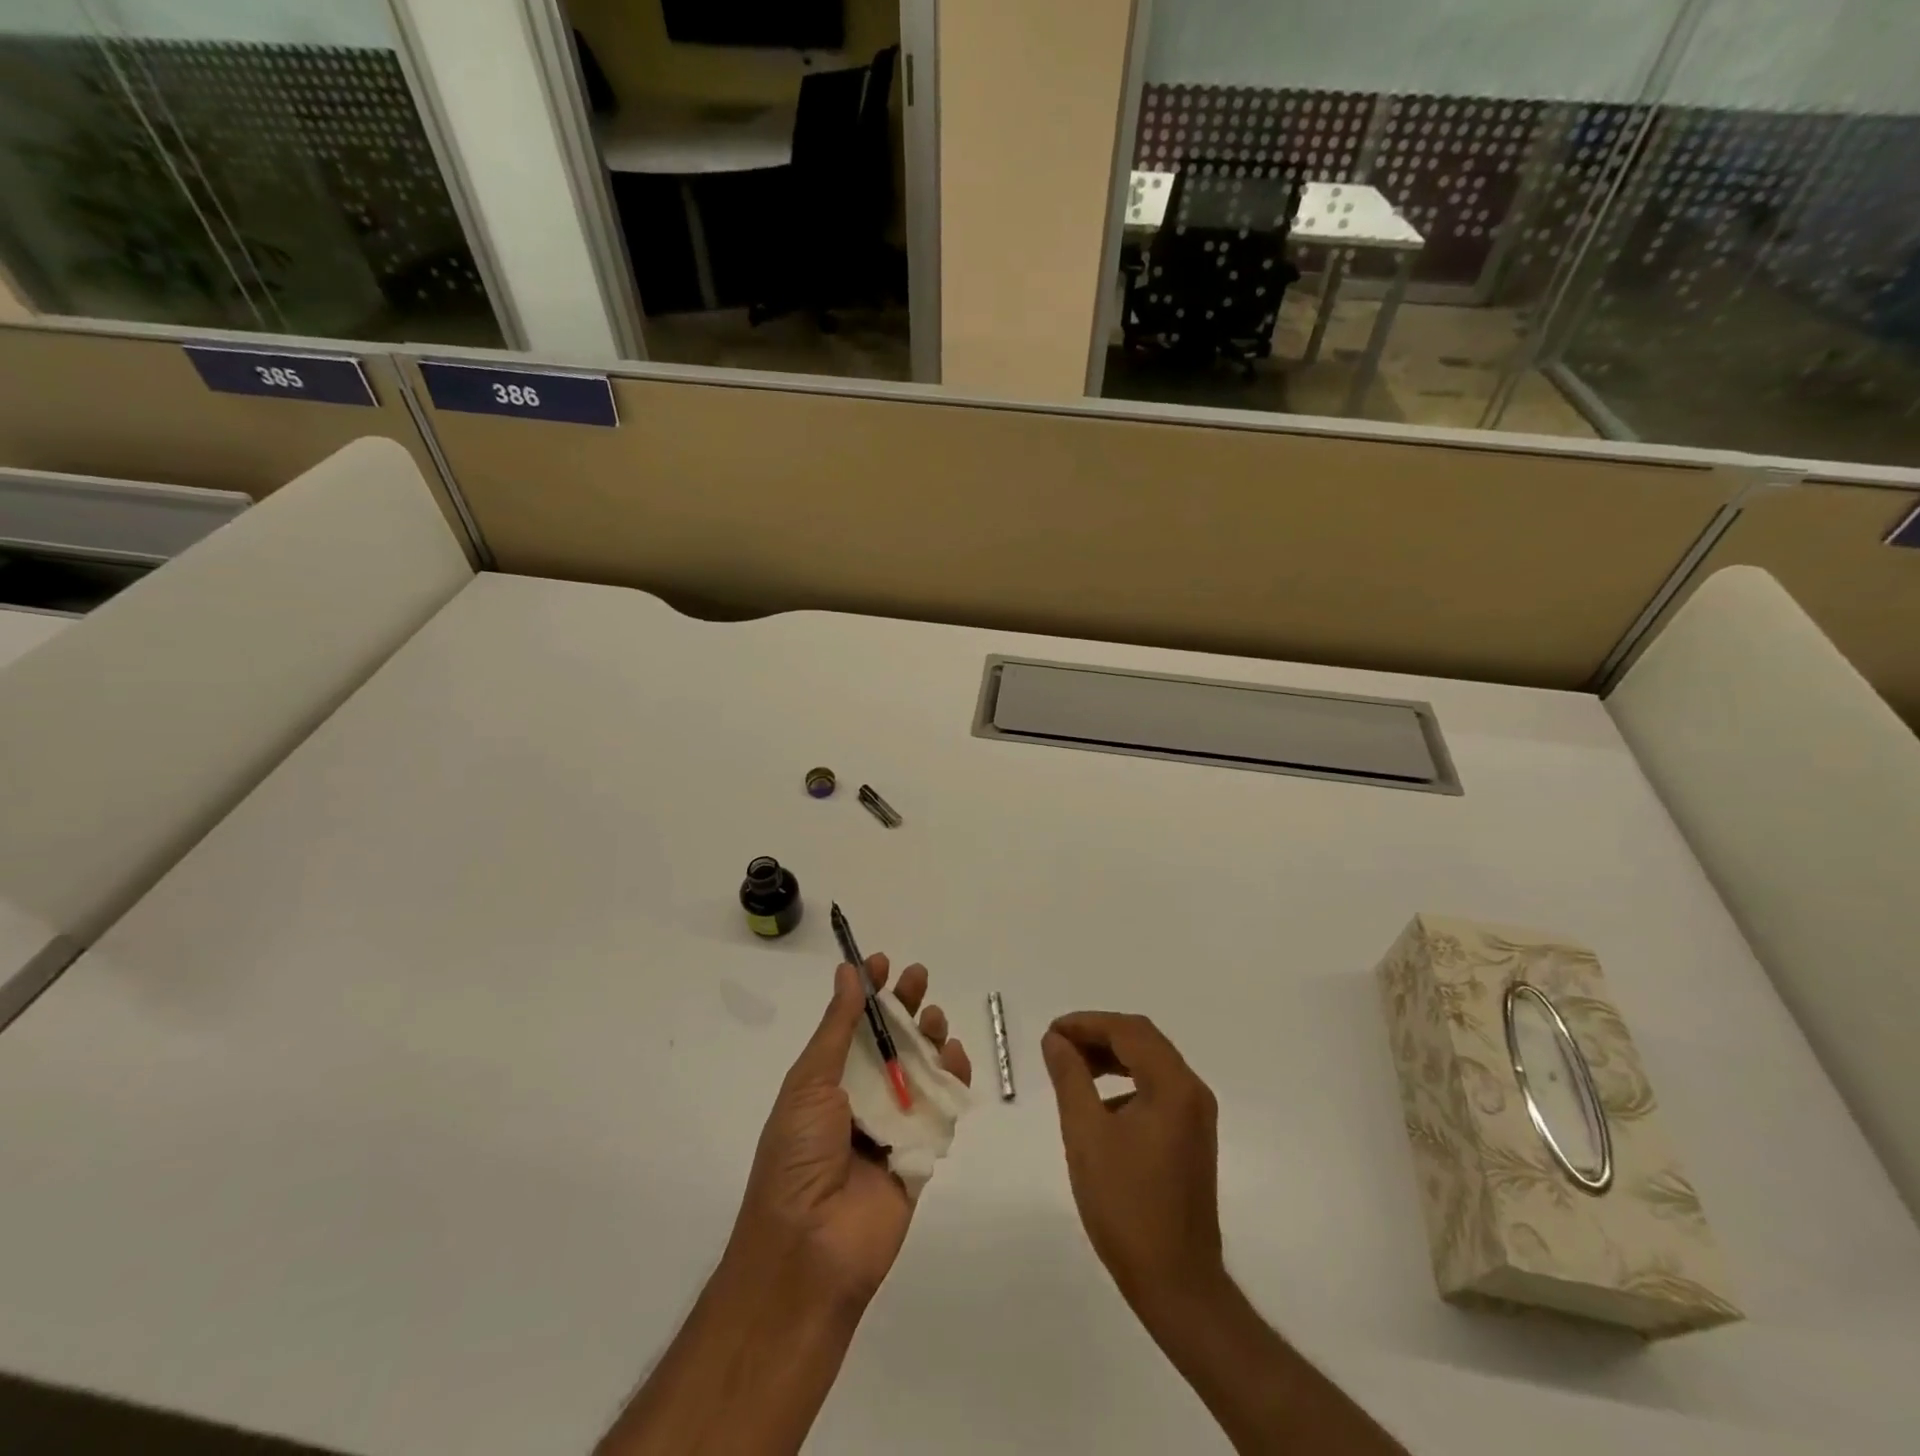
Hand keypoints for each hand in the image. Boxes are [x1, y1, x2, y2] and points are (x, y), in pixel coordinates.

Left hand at [730, 955, 970, 1310]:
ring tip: (933, 1018)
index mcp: (828, 1080)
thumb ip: (837, 1028)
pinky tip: (955, 1055)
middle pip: (891, 1040)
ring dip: (930, 1036)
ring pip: (920, 1067)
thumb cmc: (798, 1156)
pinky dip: (953, 1078)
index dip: (867, 991)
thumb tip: (848, 972)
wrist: (810, 1251)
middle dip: (905, 1005)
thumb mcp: (810, 1083)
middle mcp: (861, 1096)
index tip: (881, 961)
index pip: (852, 1024)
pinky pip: (943, 1106)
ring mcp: (893, 1123)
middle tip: (918, 978)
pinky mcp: (922, 1150)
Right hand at [1042, 1012, 1224, 1319]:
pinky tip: (1099, 1103)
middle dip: (1098, 1035)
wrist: (1176, 1282)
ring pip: (1151, 1063)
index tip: (1051, 1032)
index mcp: (1173, 1086)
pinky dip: (1127, 1081)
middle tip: (1058, 1045)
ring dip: (1112, 1057)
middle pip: (1143, 1041)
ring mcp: (1196, 1116)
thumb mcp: (1086, 1134)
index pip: (1128, 1031)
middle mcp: (1192, 1091)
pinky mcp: (1192, 1137)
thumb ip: (1070, 1077)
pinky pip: (1158, 1089)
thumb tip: (1056, 1040)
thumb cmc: (1126, 1205)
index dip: (1087, 1023)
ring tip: (1072, 1067)